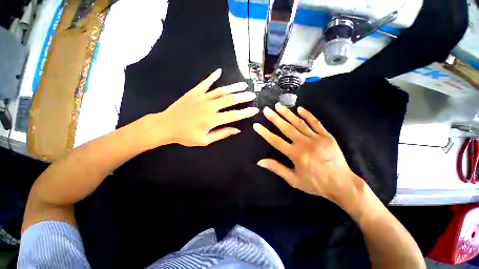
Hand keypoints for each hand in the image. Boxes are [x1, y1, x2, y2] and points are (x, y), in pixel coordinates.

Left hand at [147, 68, 258, 146]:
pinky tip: (219, 71)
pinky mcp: (194, 92)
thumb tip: (236, 130)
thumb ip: (221, 134)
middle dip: (243, 97)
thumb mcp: (204, 140)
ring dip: (233, 87)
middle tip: (252, 95)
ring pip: (221, 91)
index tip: (255, 110)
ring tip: (243, 85)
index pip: (234, 115)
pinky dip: (212, 76)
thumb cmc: (185, 136)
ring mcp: (201, 97)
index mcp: (212, 120)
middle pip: (230, 100)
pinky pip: (205, 83)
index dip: (245, 113)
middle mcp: (209, 107)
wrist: (165, 126)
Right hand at [253, 103, 361, 204]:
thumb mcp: (294, 180)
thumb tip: (260, 162)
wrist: (342, 184)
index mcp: (296, 155)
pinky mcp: (327, 136)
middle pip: (286, 128)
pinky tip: (299, 108)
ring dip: (288, 113)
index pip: (276, 141)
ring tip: (278, 105)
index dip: (265, 133)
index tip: (256, 125)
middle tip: (266, 109)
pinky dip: (307, 115)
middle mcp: (305, 144)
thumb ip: (277, 168)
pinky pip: (316, 123)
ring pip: (299, 123)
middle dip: (275, 118)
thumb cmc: (315, 183)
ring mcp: (317, 138)